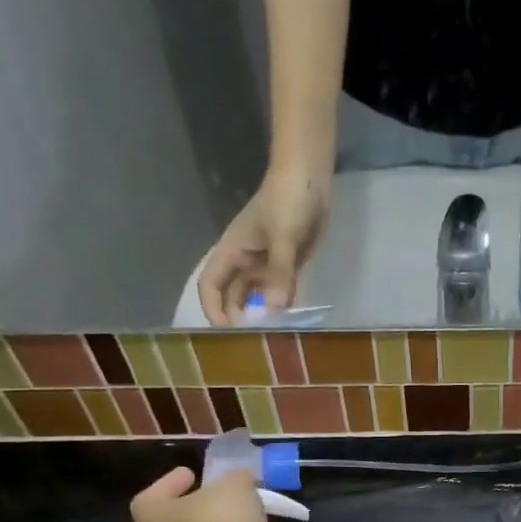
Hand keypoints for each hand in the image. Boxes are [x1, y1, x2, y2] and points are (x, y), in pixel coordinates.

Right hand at [197, 167, 330, 324]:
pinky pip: (279, 291)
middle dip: (238, 318)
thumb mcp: (283, 236)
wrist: (309, 179)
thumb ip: (279, 273)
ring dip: (260, 314)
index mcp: (233, 251)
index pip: (211, 284)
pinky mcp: (287, 265)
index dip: (213, 308)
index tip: (228, 331)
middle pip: (232, 296)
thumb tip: (274, 310)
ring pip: (257, 296)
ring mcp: (266, 264)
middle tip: (253, 342)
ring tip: (271, 338)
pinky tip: (289, 322)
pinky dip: (281, 305)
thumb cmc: (288, 201)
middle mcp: (245, 261)